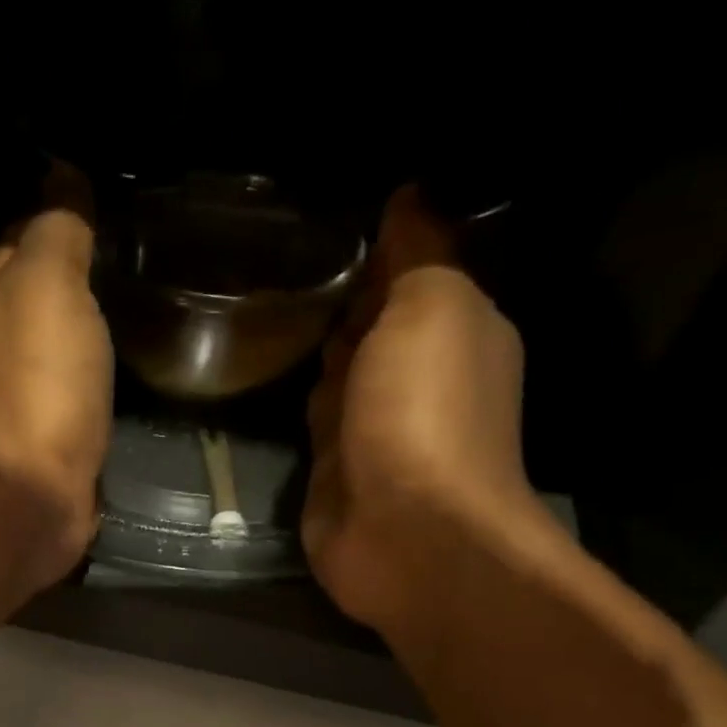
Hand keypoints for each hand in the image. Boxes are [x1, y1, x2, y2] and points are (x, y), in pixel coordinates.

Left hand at [0, 193, 112, 591]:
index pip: (26, 235)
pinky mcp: (59, 438)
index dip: (63, 214)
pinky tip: (134, 359)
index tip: (112, 195)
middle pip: (46, 295)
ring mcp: (31, 395)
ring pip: (67, 344)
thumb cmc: (37, 384)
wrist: (30, 495)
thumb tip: (63, 174)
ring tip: (148, 294)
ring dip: (94, 325)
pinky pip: (85, 388)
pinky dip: (103, 371)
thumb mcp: (47, 285)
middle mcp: (4, 342)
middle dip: (83, 271)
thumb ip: (57, 231)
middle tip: (144, 246)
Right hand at [302, 187, 534, 634]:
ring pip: (341, 379)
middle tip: (288, 268)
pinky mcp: (336, 475)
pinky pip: (314, 427)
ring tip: (268, 312)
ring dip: (318, 357)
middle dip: (343, 306)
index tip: (329, 223)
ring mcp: (375, 433)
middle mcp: (419, 382)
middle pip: (375, 331)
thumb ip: (416, 253)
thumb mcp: (430, 307)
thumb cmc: (424, 412)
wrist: (403, 530)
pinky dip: (302, 407)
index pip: (414, 279)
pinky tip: (269, 381)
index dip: (380, 252)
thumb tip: (407, 196)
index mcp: (458, 333)